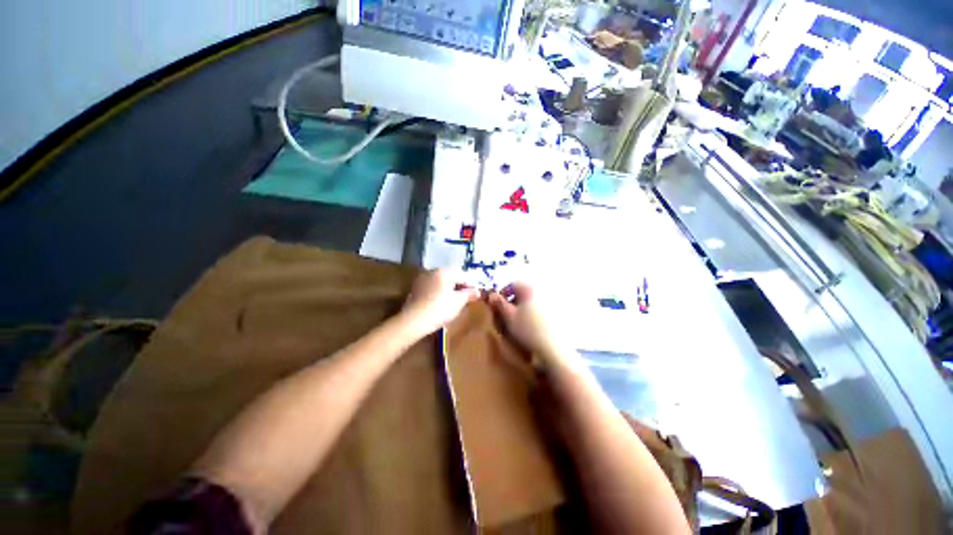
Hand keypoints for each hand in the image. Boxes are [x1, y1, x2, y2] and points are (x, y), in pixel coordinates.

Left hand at [402, 269, 479, 336]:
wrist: (414, 321)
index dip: (471, 284)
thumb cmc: (440, 309)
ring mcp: (423, 278)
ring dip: (449, 288)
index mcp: (445, 271)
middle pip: (452, 276)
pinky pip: (432, 286)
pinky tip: (440, 302)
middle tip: (466, 297)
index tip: (476, 294)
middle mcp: (433, 271)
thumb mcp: (459, 302)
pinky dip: (438, 291)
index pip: (463, 275)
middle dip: (460, 285)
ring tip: (454, 300)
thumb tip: (477, 291)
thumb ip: (469, 294)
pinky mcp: (416, 288)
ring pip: (441, 281)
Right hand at [488, 281, 572, 364]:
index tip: (498, 305)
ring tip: (518, 321)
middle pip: (523, 291)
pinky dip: (534, 313)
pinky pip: (541, 308)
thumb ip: (499, 304)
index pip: (513, 284)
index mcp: (530, 289)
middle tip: (507, 313)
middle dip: (513, 300)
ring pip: (532, 300)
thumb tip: (492, 295)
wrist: (553, 348)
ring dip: (523, 307)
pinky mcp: (557, 313)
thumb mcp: (509, 317)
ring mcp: (551, 302)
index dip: (503, 293)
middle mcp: (542, 291)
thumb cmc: (528, 330)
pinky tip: (531, 325)